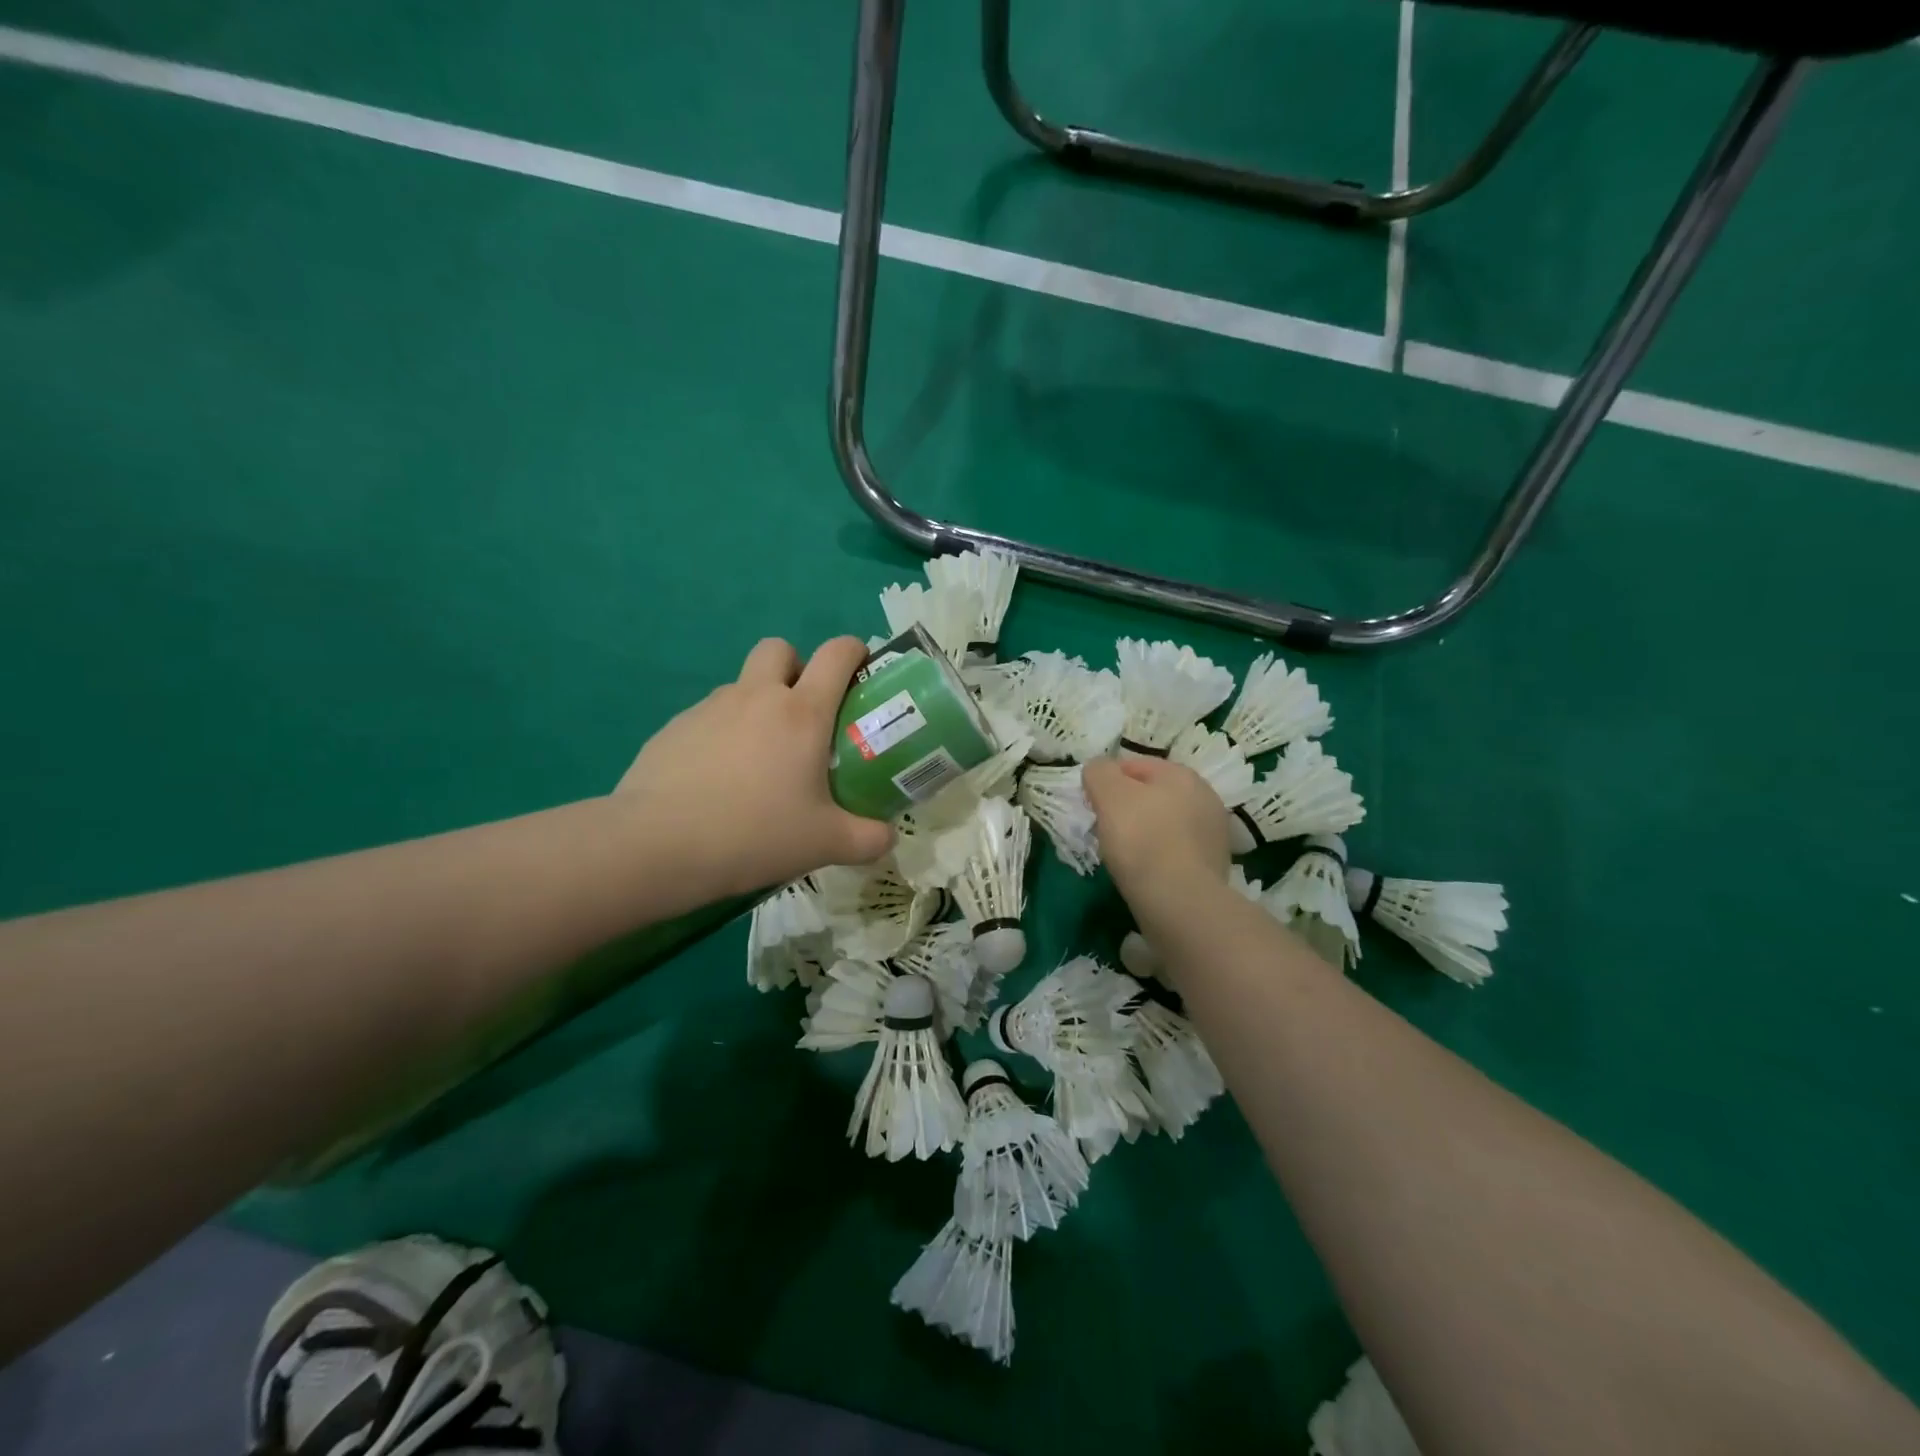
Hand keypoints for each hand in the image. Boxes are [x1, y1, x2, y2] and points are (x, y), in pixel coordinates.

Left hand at [615, 637, 894, 898]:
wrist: (657, 846)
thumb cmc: (755, 834)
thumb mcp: (826, 844)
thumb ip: (868, 839)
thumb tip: (888, 837)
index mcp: (801, 712)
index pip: (836, 653)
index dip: (854, 650)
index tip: (861, 670)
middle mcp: (756, 697)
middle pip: (779, 648)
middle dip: (796, 667)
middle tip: (803, 714)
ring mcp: (709, 708)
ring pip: (741, 686)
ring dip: (757, 705)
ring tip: (758, 762)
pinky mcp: (672, 728)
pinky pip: (707, 718)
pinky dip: (721, 736)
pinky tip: (716, 782)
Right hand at [1083, 755, 1230, 919]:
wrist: (1181, 902)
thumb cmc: (1141, 839)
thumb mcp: (1108, 794)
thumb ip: (1099, 772)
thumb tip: (1098, 770)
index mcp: (1181, 773)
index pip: (1133, 765)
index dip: (1107, 782)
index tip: (1091, 806)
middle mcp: (1205, 796)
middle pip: (1153, 794)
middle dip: (1128, 807)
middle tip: (1105, 829)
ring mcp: (1214, 832)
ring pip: (1166, 823)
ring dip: (1145, 832)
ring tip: (1124, 854)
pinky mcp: (1214, 865)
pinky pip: (1176, 850)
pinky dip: (1160, 856)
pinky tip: (1145, 871)